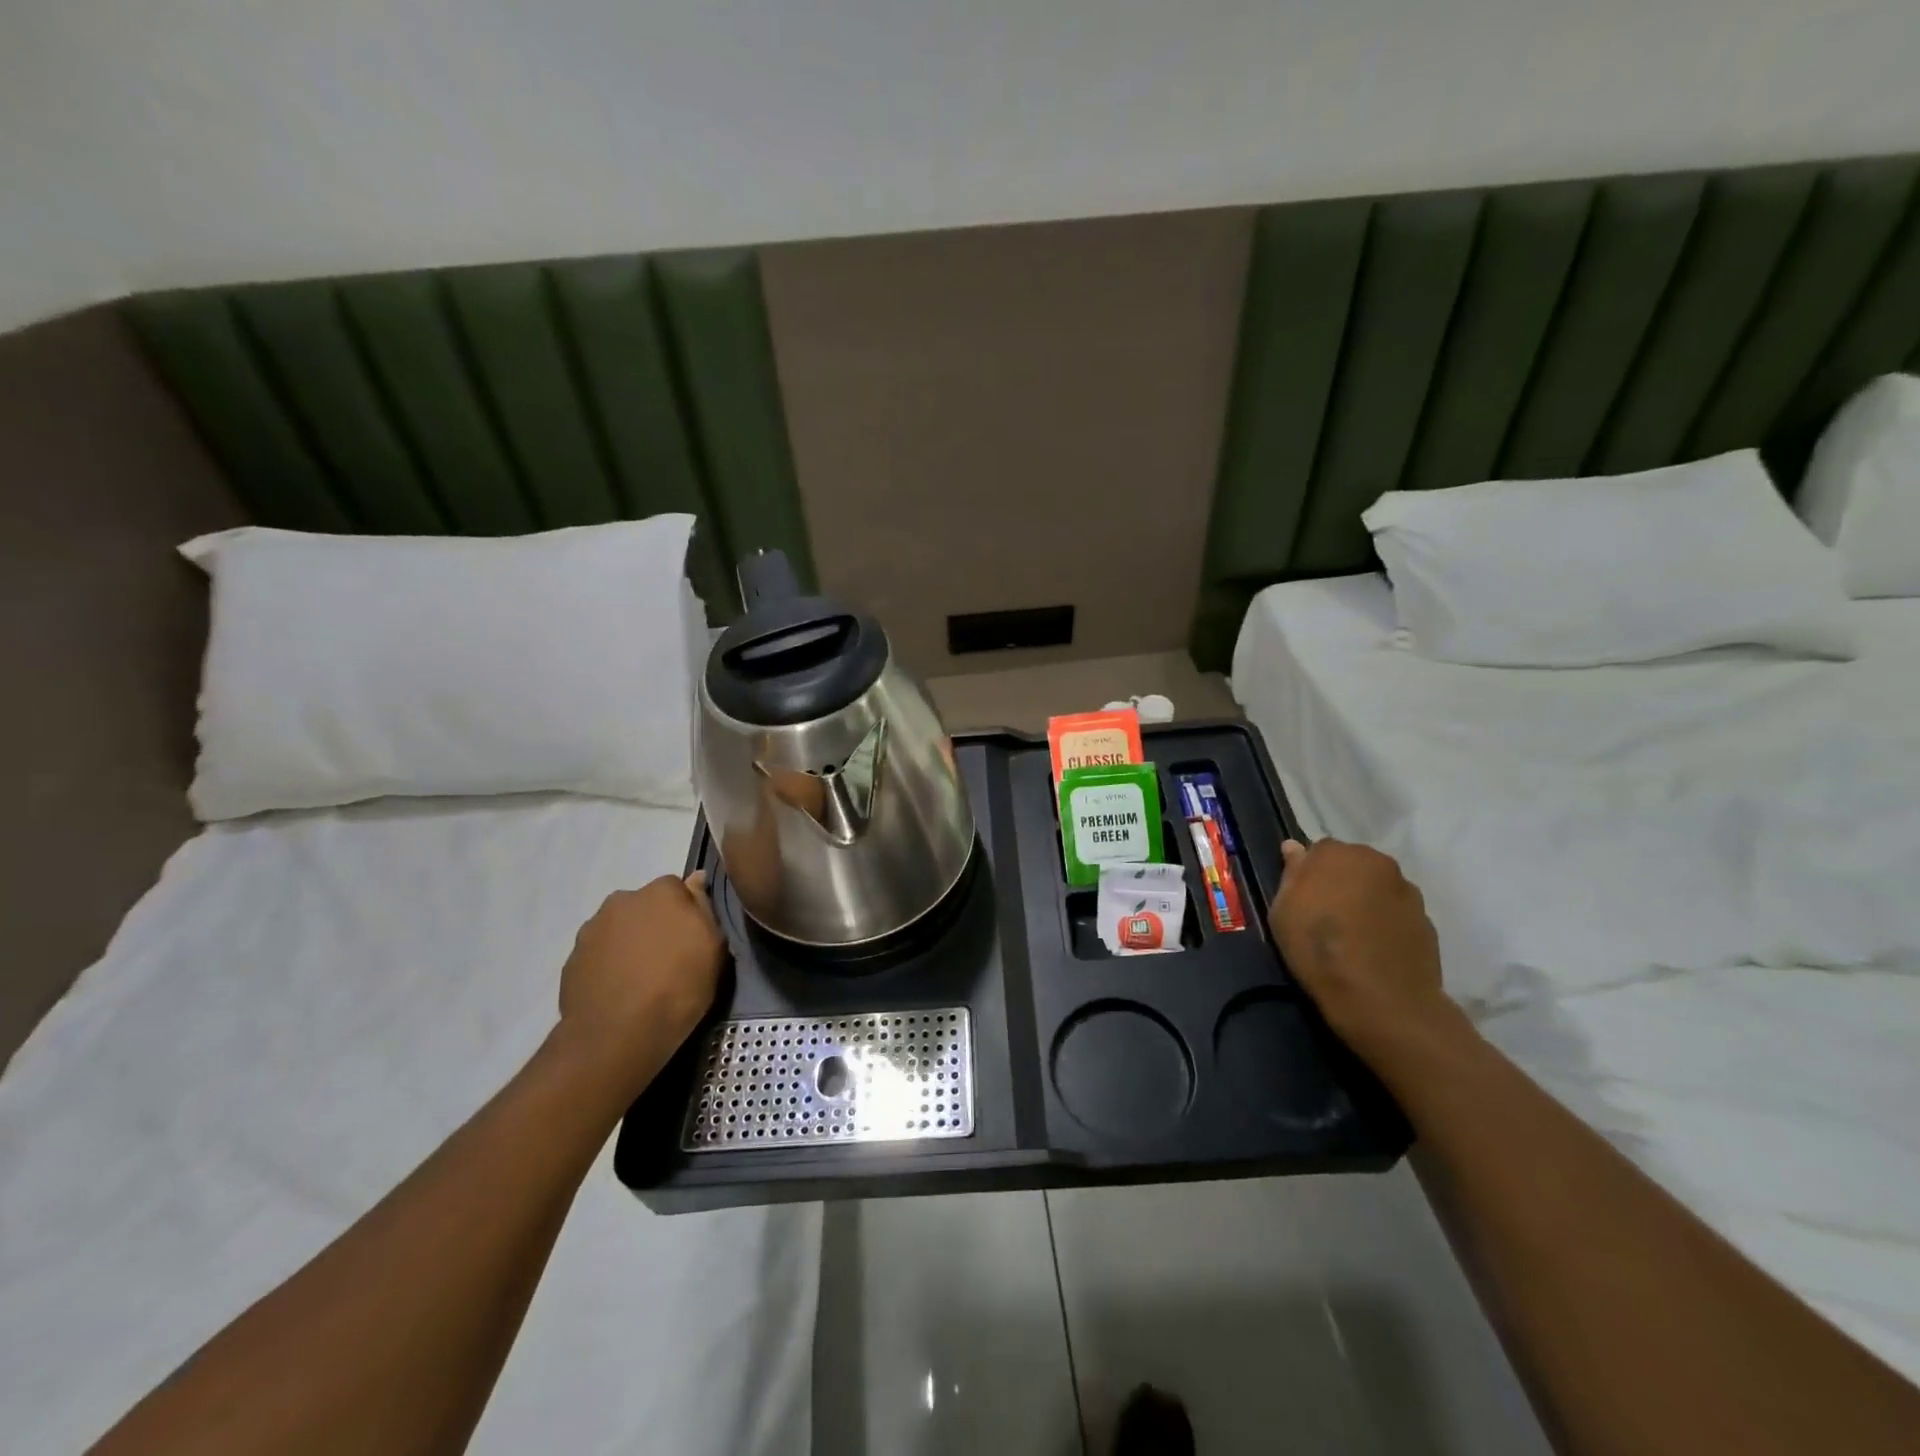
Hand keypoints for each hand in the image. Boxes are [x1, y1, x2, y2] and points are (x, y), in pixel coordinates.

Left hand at [556, 872, 723, 1093]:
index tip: (692, 940)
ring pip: (620, 930)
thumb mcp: (713, 947)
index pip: (679, 890)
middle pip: (646, 907)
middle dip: (656, 926)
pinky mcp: (572, 960)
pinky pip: (600, 955)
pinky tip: (621, 992)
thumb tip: (696, 879)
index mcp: (661, 891)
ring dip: (631, 945)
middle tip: (669, 960)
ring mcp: (592, 930)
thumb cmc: (677, 987)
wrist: (615, 1036)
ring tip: (642, 981)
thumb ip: (703, 907)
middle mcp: (622, 900)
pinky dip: (610, 966)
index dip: (687, 915)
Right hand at [1269, 839, 1459, 1061]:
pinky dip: (1386, 922)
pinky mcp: (1427, 920)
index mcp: (1338, 854)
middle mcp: (1377, 862)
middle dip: (1340, 882)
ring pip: (1377, 888)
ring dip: (1365, 901)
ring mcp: (1407, 891)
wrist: (1382, 999)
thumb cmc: (1319, 949)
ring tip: (1353, 936)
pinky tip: (1374, 949)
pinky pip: (1397, 913)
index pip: (1319, 851)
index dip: (1309, 874)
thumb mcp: (1283, 911)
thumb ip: (1291, 874)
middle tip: (1326, 915)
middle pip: (1353, 864)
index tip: (1303, 899)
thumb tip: (1294, 847)